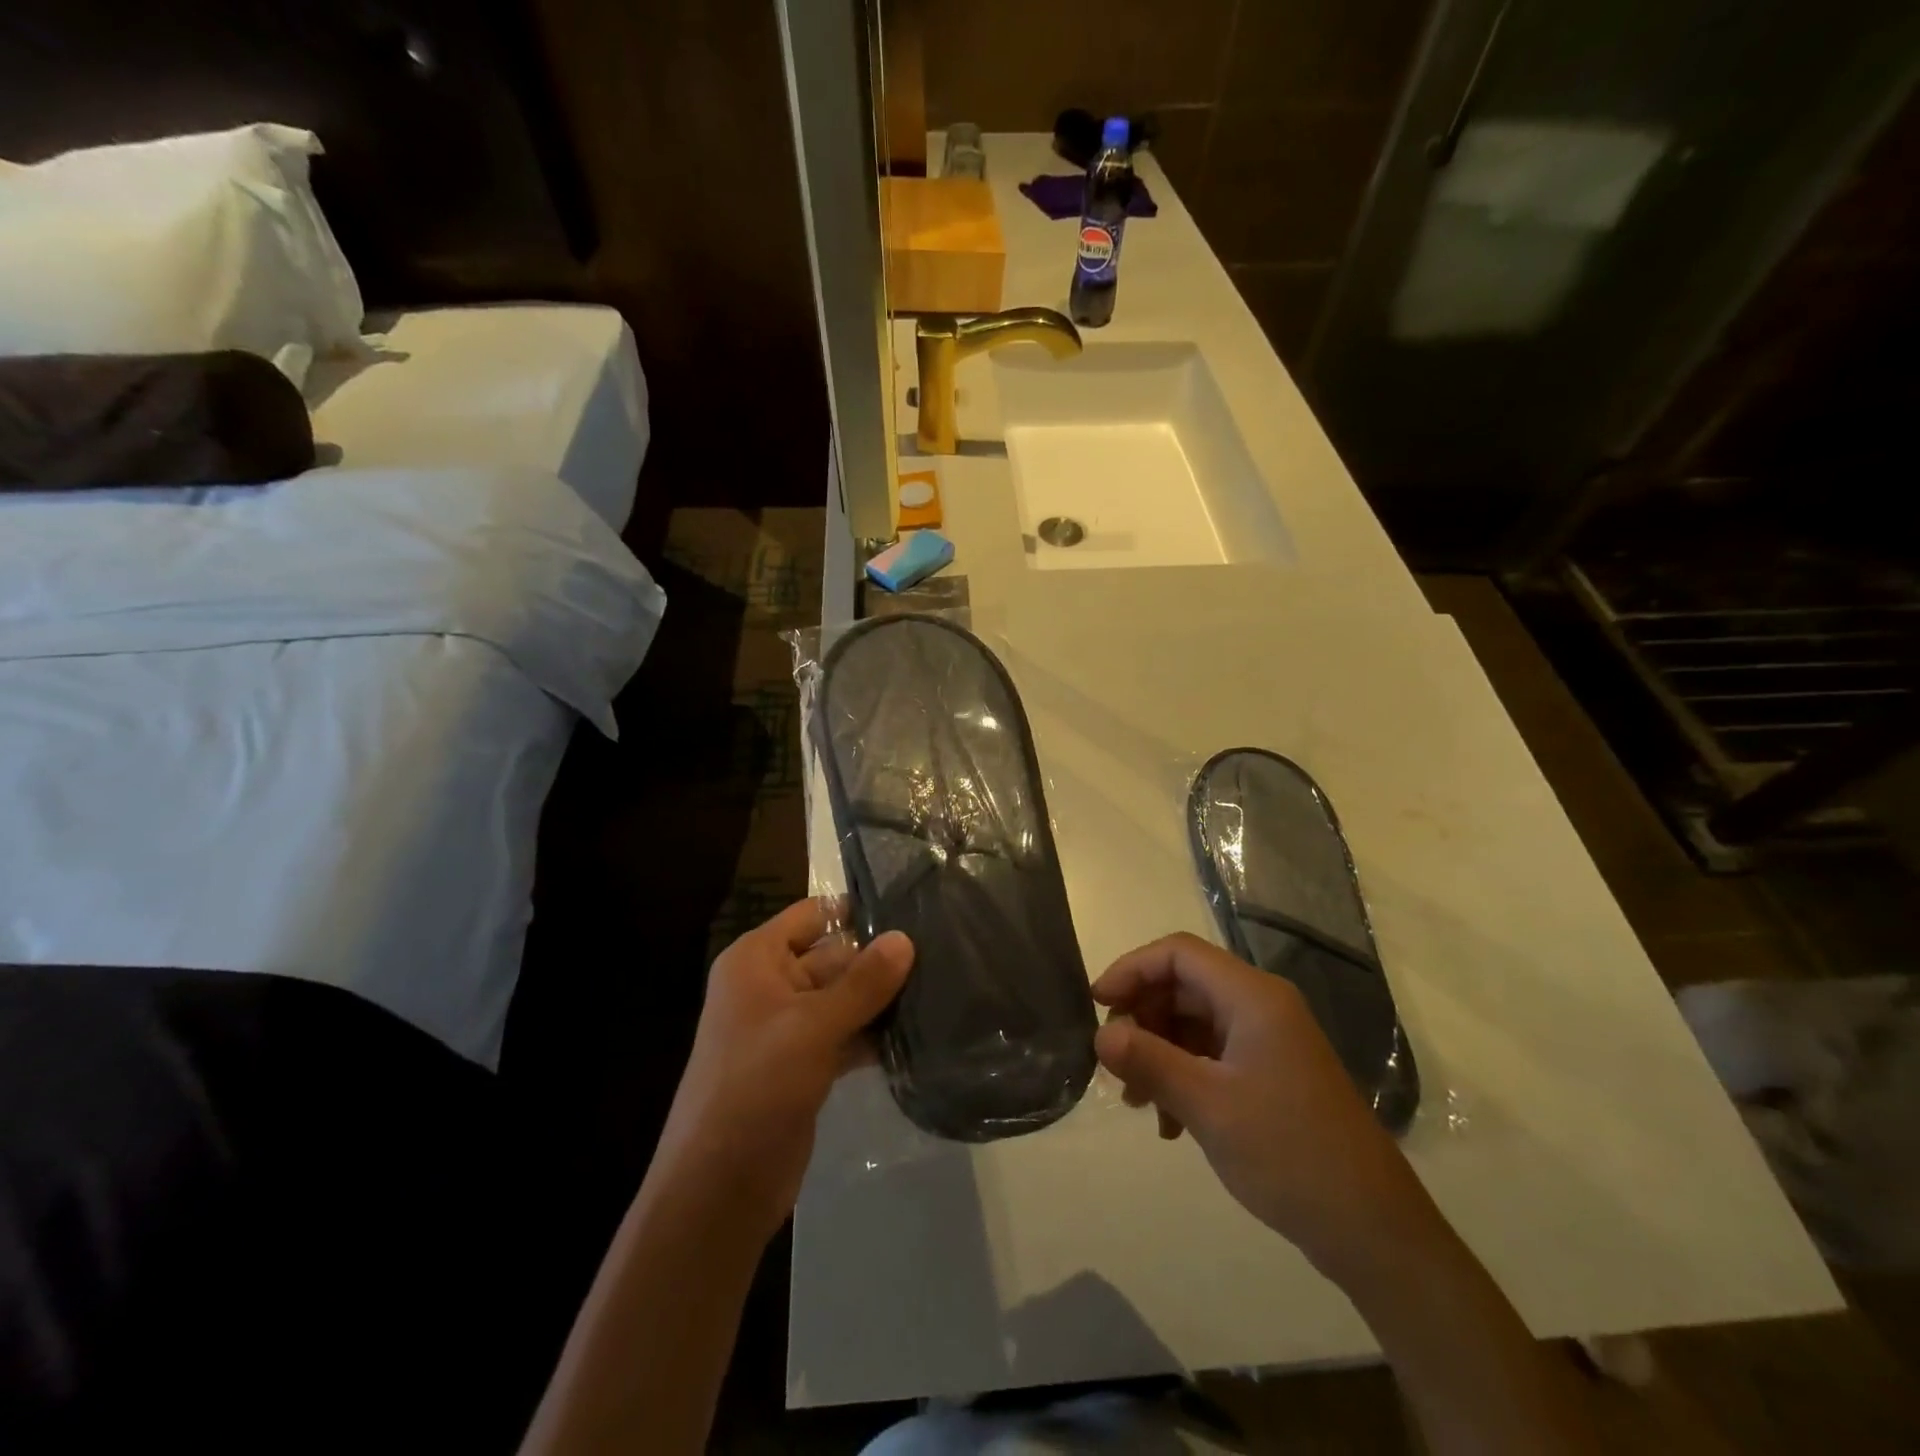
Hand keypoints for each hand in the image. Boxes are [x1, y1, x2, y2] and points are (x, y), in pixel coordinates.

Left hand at [651, 899, 912, 1241]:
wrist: (720, 1188)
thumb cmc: (756, 1087)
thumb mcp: (812, 1027)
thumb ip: (863, 982)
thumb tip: (906, 938)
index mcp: (758, 960)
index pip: (813, 915)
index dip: (857, 911)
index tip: (913, 910)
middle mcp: (771, 984)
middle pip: (835, 956)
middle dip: (881, 960)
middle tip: (942, 954)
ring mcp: (788, 1027)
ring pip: (844, 997)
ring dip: (882, 1000)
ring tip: (940, 988)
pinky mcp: (805, 1064)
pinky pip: (845, 1034)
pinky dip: (873, 1034)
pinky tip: (919, 1033)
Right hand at [1093, 933, 1440, 1281]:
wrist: (1373, 1230)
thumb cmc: (1289, 1154)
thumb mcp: (1208, 1106)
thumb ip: (1149, 1061)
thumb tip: (1100, 1035)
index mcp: (1253, 997)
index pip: (1178, 953)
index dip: (1131, 969)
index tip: (1097, 1005)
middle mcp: (1262, 1006)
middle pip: (1184, 986)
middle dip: (1143, 1018)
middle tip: (1115, 1063)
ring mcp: (1269, 1040)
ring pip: (1194, 1022)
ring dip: (1159, 1052)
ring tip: (1139, 1103)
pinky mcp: (1272, 1072)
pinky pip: (1212, 1054)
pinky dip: (1183, 1075)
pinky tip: (1170, 1123)